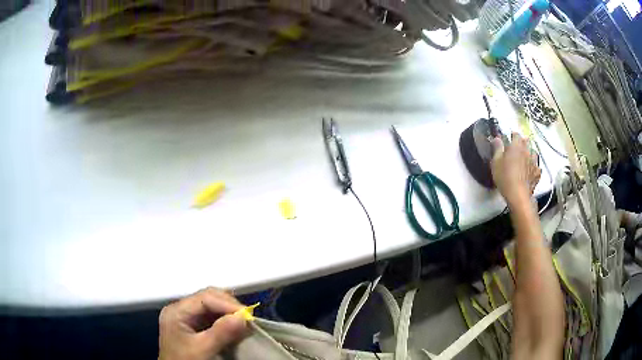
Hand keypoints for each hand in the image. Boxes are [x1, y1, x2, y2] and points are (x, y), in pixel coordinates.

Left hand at [159, 287, 248, 359]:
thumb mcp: (202, 349)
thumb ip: (221, 333)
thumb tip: (243, 317)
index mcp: (176, 311)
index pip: (205, 298)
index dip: (227, 304)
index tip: (248, 315)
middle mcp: (180, 309)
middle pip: (208, 298)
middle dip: (229, 306)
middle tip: (248, 318)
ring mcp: (186, 317)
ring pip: (211, 306)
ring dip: (229, 313)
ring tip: (244, 322)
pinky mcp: (193, 326)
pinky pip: (212, 317)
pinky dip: (225, 320)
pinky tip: (234, 327)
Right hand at [491, 133, 540, 205]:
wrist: (518, 195)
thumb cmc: (505, 177)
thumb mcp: (496, 162)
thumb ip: (497, 148)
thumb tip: (497, 138)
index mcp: (516, 145)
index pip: (516, 134)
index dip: (512, 135)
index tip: (508, 139)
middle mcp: (527, 151)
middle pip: (526, 141)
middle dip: (522, 142)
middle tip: (516, 149)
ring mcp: (534, 162)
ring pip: (533, 152)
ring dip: (529, 153)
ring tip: (525, 158)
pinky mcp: (537, 173)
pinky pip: (536, 166)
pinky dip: (534, 167)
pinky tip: (530, 171)